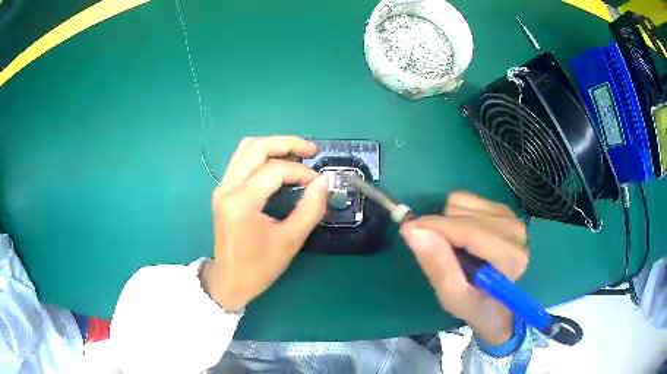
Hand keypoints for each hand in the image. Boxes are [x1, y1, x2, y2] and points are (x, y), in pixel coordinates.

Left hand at [200, 136, 328, 311]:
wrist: (229, 281)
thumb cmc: (259, 267)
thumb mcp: (290, 241)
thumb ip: (310, 208)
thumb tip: (324, 182)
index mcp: (242, 202)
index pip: (275, 170)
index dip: (302, 172)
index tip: (319, 183)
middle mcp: (227, 188)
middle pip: (256, 147)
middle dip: (287, 143)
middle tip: (311, 150)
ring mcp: (221, 187)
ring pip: (246, 149)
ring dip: (273, 146)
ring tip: (297, 154)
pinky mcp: (222, 191)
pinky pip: (241, 160)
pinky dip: (261, 156)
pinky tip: (278, 165)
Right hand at [400, 192, 527, 344]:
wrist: (497, 304)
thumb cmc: (475, 306)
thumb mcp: (452, 297)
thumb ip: (437, 265)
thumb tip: (412, 229)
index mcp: (510, 257)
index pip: (471, 231)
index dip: (437, 227)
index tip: (408, 230)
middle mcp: (515, 231)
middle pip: (464, 214)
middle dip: (442, 230)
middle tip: (436, 250)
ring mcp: (511, 217)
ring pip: (463, 203)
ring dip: (449, 223)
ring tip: (454, 248)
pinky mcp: (504, 210)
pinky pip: (467, 199)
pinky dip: (456, 215)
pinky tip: (463, 236)